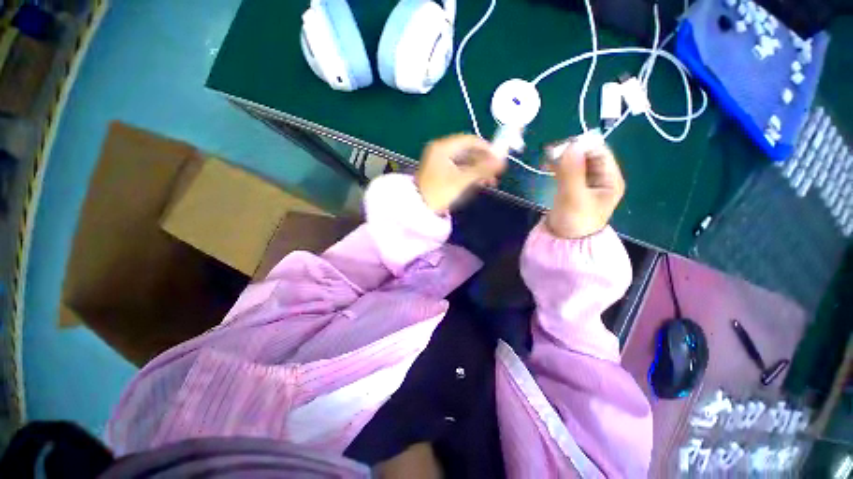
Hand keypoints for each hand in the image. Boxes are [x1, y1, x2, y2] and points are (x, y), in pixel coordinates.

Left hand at [415, 134, 505, 212]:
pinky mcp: (440, 171)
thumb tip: (502, 161)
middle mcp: (440, 150)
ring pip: (464, 161)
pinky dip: (469, 174)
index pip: (470, 140)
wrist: (419, 208)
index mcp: (443, 147)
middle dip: (484, 161)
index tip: (500, 159)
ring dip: (478, 170)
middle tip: (497, 172)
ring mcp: (439, 161)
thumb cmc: (439, 192)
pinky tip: (480, 183)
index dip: (487, 148)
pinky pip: (458, 168)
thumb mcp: (462, 180)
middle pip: (468, 150)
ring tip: (491, 181)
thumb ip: (483, 169)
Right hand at [545, 140, 624, 238]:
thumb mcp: (573, 197)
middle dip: (570, 151)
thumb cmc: (574, 220)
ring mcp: (588, 182)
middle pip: (588, 155)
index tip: (560, 147)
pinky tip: (548, 166)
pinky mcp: (575, 186)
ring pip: (577, 161)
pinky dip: (559, 166)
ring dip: (562, 158)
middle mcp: (602, 177)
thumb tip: (571, 145)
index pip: (599, 152)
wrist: (564, 240)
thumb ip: (572, 172)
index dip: (581, 146)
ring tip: (546, 159)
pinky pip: (569, 170)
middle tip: (550, 153)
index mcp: (610, 179)